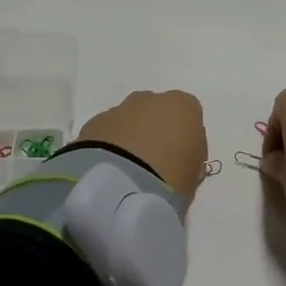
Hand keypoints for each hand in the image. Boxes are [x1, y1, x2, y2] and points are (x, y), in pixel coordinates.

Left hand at [75, 90, 208, 199]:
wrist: (119, 186)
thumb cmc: (169, 179)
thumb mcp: (193, 176)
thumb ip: (189, 159)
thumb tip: (178, 160)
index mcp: (182, 106)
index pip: (189, 115)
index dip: (185, 138)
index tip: (181, 160)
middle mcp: (150, 99)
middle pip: (156, 112)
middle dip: (154, 131)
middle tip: (153, 164)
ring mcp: (118, 109)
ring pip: (128, 120)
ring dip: (129, 138)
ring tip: (127, 170)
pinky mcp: (92, 124)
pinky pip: (106, 133)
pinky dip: (108, 146)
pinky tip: (109, 170)